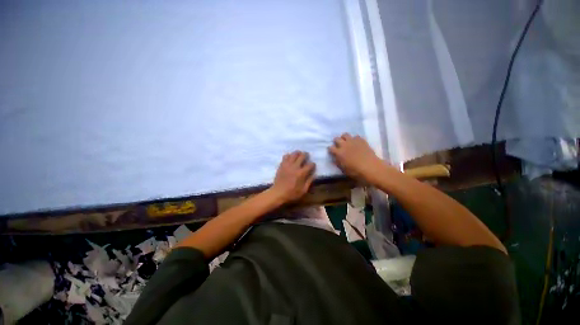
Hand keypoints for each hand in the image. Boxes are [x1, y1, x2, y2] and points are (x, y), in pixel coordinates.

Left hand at [271, 151, 315, 203]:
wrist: (278, 193)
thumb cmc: (292, 194)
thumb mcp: (303, 190)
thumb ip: (309, 181)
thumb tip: (314, 174)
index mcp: (301, 173)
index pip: (310, 165)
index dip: (313, 164)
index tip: (313, 166)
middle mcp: (295, 167)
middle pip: (302, 156)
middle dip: (306, 155)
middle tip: (307, 156)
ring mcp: (287, 165)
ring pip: (293, 154)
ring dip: (298, 153)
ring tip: (299, 155)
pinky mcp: (281, 165)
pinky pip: (285, 156)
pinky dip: (289, 155)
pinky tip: (290, 158)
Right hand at [328, 133, 383, 182]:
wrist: (371, 167)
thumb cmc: (357, 172)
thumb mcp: (345, 170)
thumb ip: (339, 163)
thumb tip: (336, 159)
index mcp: (339, 153)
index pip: (330, 148)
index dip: (331, 150)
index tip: (332, 152)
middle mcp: (344, 145)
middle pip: (336, 139)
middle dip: (336, 142)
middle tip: (339, 146)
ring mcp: (353, 141)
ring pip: (345, 134)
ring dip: (345, 138)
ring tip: (347, 142)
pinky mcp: (361, 140)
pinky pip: (356, 136)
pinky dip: (355, 139)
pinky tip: (357, 143)